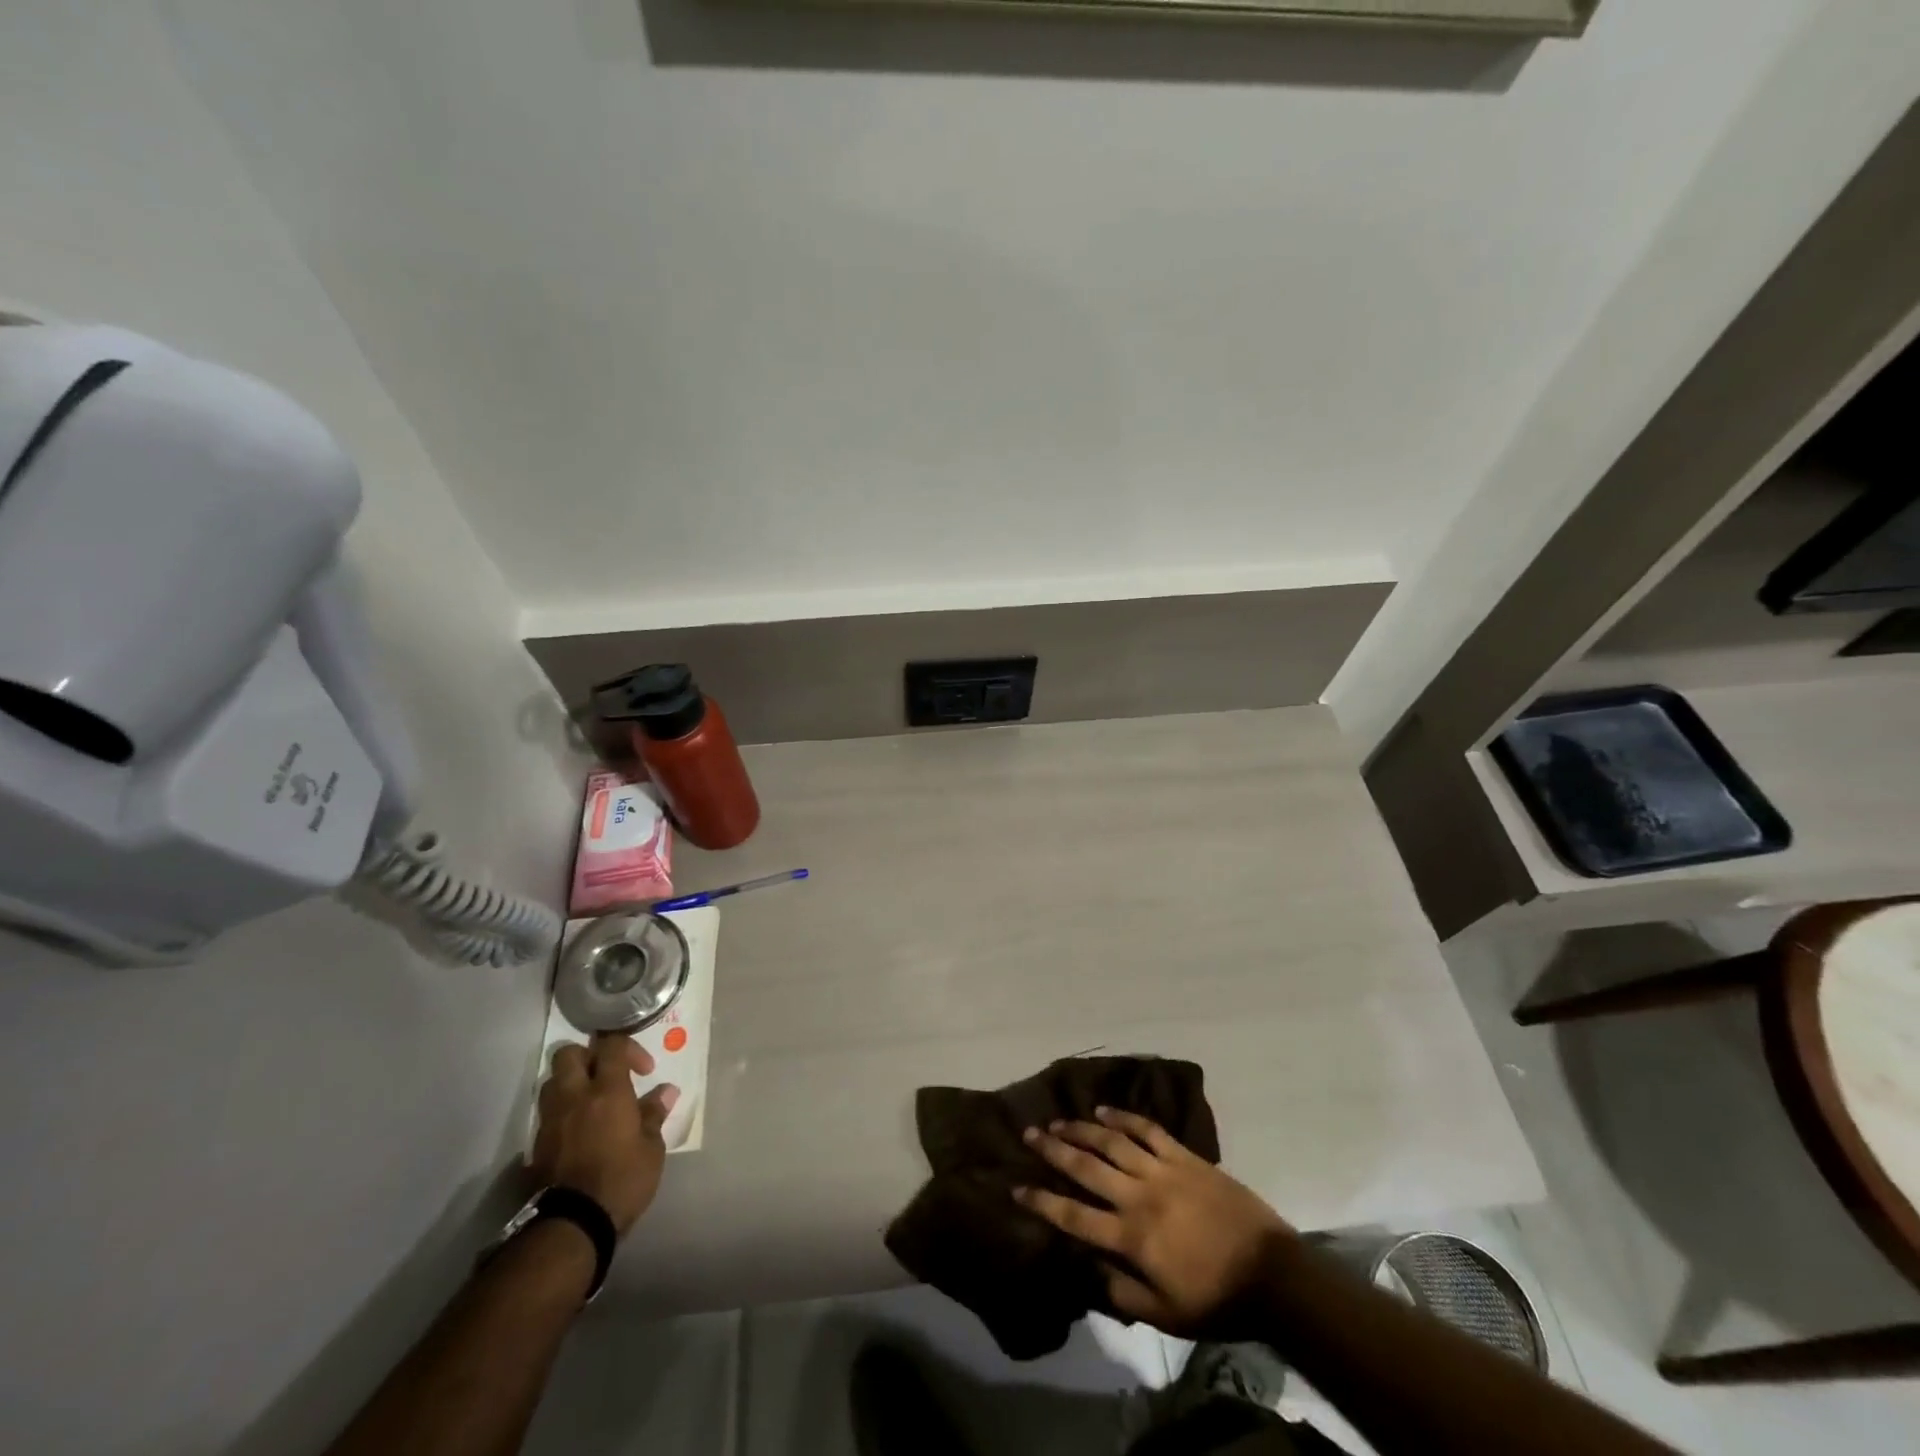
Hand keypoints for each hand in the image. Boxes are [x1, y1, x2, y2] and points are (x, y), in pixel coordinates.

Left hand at [531, 1034, 678, 1235]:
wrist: (573, 1224)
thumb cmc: (622, 1180)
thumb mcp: (651, 1148)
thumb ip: (654, 1114)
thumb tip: (666, 1091)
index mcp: (606, 1091)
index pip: (611, 1045)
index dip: (629, 1047)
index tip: (644, 1070)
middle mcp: (574, 1097)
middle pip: (568, 1053)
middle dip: (588, 1056)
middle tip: (608, 1074)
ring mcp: (551, 1120)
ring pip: (552, 1081)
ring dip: (571, 1082)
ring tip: (591, 1100)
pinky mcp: (537, 1144)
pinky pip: (547, 1112)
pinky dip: (562, 1111)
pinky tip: (579, 1129)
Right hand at [1014, 1107, 1294, 1338]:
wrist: (1272, 1274)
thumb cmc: (1215, 1300)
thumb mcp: (1165, 1316)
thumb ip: (1120, 1293)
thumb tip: (1085, 1267)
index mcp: (1131, 1237)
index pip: (1073, 1215)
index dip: (1042, 1201)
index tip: (1016, 1187)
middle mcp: (1138, 1196)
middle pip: (1086, 1165)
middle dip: (1053, 1149)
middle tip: (1029, 1132)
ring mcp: (1162, 1170)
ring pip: (1112, 1140)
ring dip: (1082, 1127)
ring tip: (1059, 1119)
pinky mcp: (1185, 1156)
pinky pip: (1148, 1129)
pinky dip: (1124, 1116)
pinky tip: (1105, 1109)